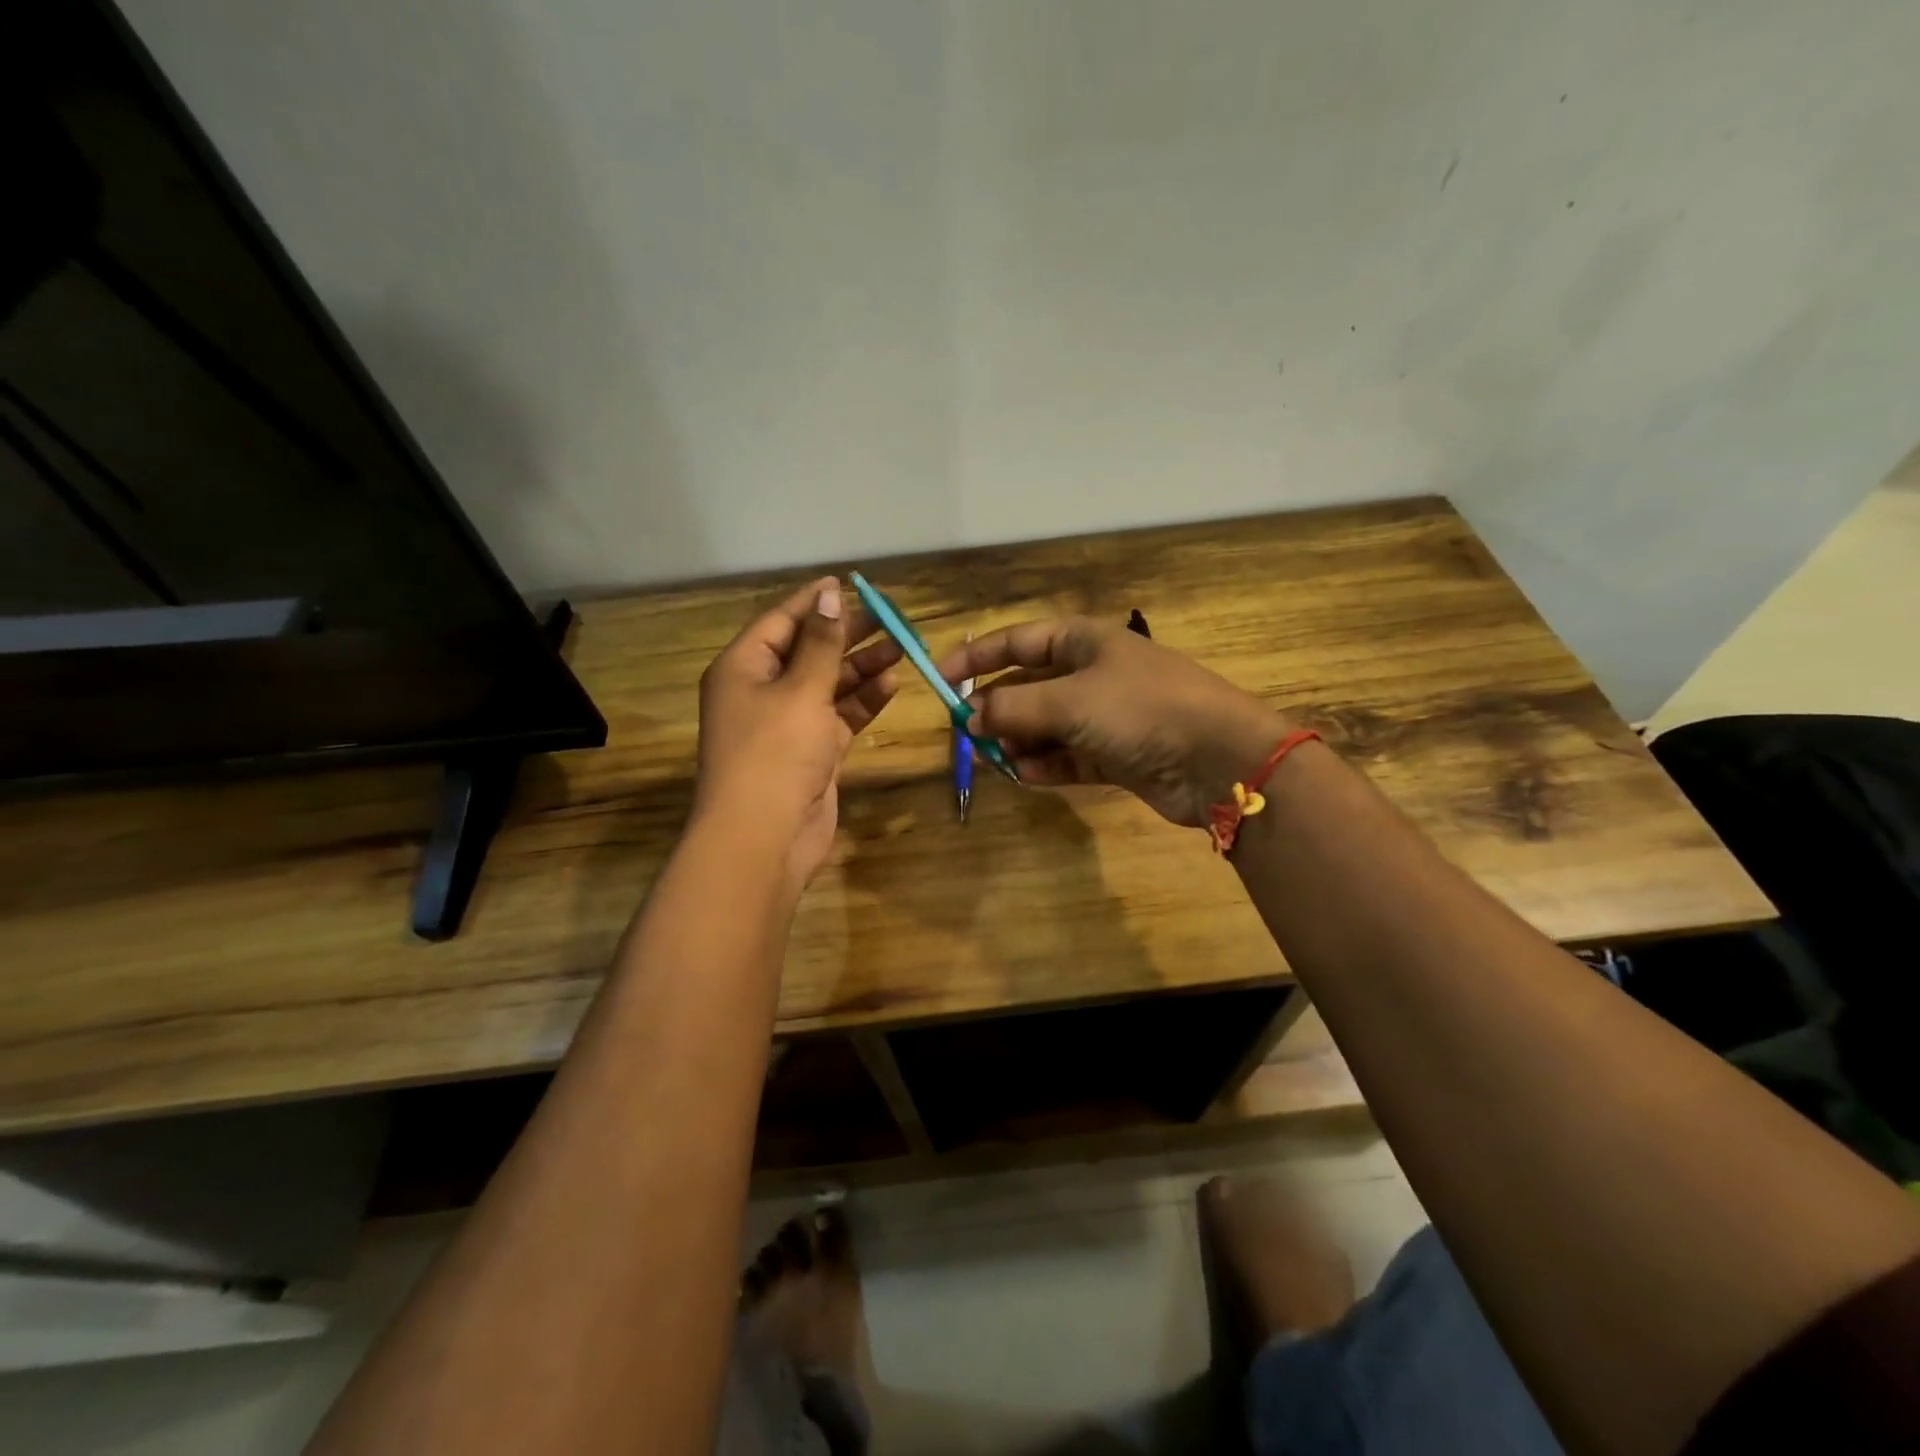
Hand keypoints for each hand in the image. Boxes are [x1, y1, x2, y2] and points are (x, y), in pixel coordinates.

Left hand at [694, 578, 901, 888]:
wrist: (765, 838)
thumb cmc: (774, 753)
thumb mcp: (800, 690)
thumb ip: (821, 644)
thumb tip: (829, 595)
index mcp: (743, 668)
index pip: (781, 621)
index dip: (815, 602)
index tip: (851, 584)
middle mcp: (762, 691)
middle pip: (809, 650)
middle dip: (847, 634)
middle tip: (890, 617)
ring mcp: (788, 723)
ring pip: (829, 684)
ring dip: (861, 666)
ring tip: (901, 646)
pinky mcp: (813, 751)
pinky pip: (840, 715)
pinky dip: (863, 701)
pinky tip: (891, 683)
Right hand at [938, 617, 1291, 827]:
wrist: (1218, 758)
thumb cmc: (1140, 709)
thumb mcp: (1068, 702)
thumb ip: (1013, 708)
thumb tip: (970, 718)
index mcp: (1084, 641)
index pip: (1018, 640)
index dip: (978, 657)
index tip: (941, 679)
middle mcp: (1094, 674)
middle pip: (1030, 686)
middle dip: (999, 709)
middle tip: (968, 734)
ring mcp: (1108, 716)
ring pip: (1048, 726)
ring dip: (1021, 742)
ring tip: (997, 759)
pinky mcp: (1118, 755)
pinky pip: (1070, 757)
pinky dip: (1047, 765)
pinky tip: (1027, 775)